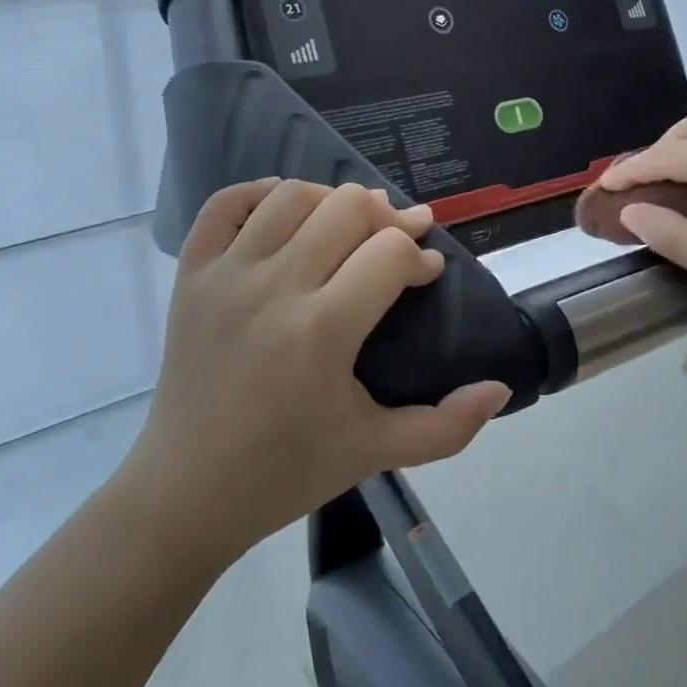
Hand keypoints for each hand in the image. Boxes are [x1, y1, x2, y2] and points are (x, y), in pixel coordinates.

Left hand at [120, 179, 511, 563]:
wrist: (186, 492)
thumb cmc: (286, 471)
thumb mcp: (377, 452)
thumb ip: (449, 426)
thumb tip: (500, 386)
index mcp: (322, 331)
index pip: (390, 252)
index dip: (420, 256)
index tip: (426, 275)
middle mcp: (274, 288)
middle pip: (347, 207)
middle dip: (386, 219)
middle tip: (397, 243)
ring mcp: (226, 275)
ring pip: (292, 195)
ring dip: (331, 202)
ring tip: (348, 227)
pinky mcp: (191, 275)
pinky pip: (225, 204)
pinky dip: (259, 194)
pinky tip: (285, 210)